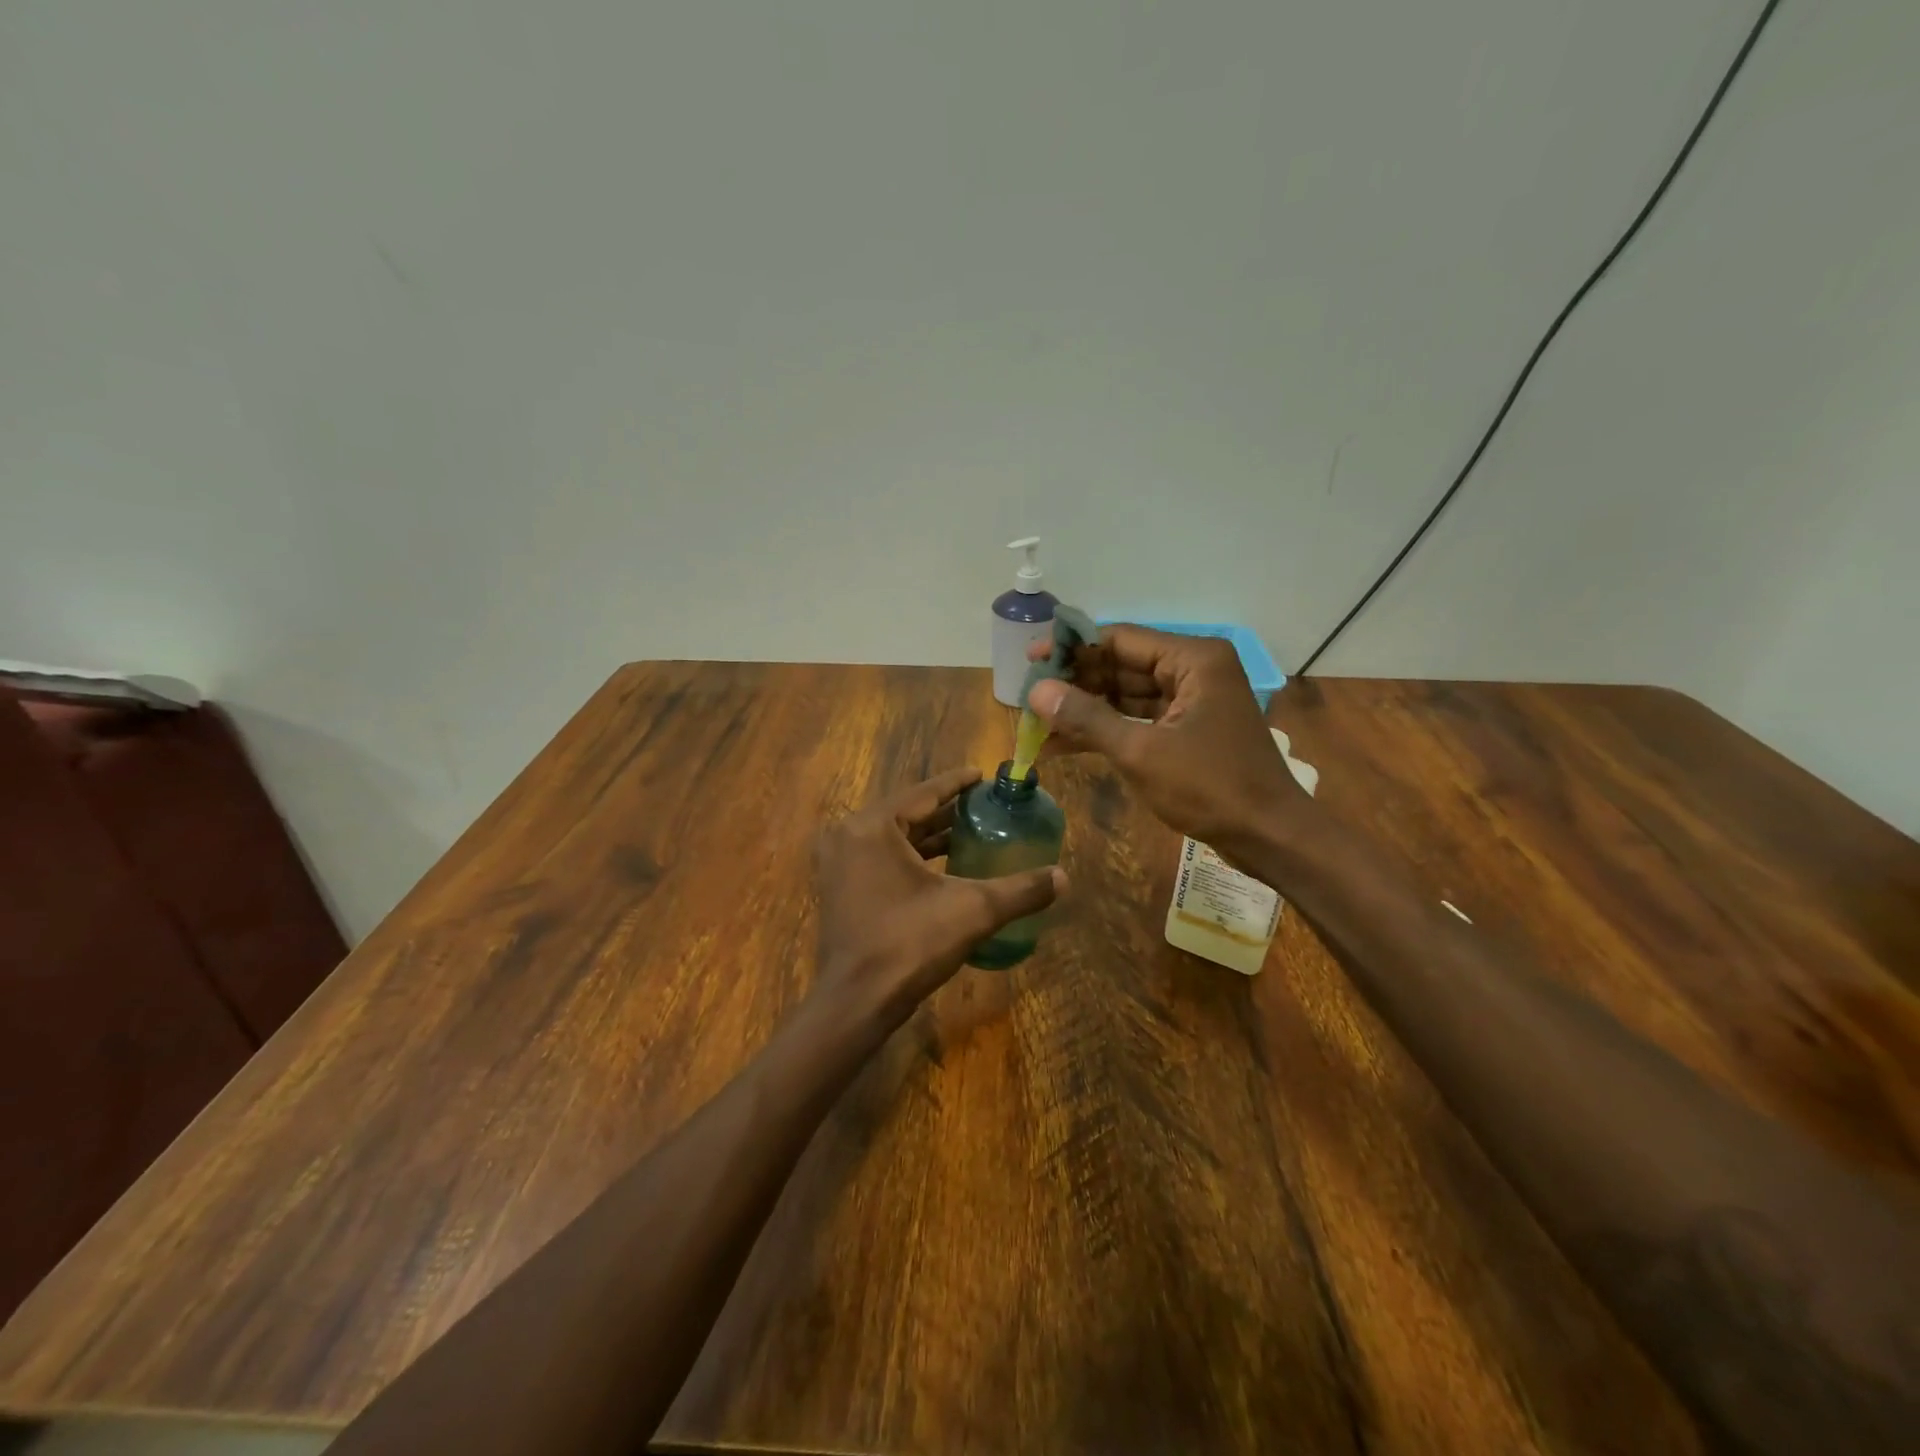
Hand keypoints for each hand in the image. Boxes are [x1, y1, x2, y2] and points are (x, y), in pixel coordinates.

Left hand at [811, 769, 1065, 1033]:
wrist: (857, 1002)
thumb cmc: (910, 944)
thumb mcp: (973, 910)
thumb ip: (1020, 890)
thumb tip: (1064, 878)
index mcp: (873, 826)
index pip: (923, 793)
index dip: (956, 783)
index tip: (982, 775)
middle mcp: (849, 835)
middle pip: (907, 813)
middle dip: (945, 810)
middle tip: (983, 805)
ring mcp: (838, 863)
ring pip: (893, 837)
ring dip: (929, 834)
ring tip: (969, 831)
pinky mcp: (839, 887)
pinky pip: (880, 857)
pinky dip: (910, 856)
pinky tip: (942, 865)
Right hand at [1026, 625, 1305, 854]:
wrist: (1269, 836)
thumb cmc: (1211, 787)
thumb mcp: (1142, 752)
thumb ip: (1087, 718)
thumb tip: (1037, 691)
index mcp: (1193, 659)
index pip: (1119, 639)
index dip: (1071, 647)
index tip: (1030, 660)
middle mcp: (1194, 670)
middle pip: (1121, 665)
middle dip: (1075, 682)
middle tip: (1028, 696)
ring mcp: (1192, 700)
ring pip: (1127, 695)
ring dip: (1085, 709)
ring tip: (1037, 722)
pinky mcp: (1188, 729)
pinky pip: (1138, 719)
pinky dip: (1105, 730)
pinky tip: (1063, 743)